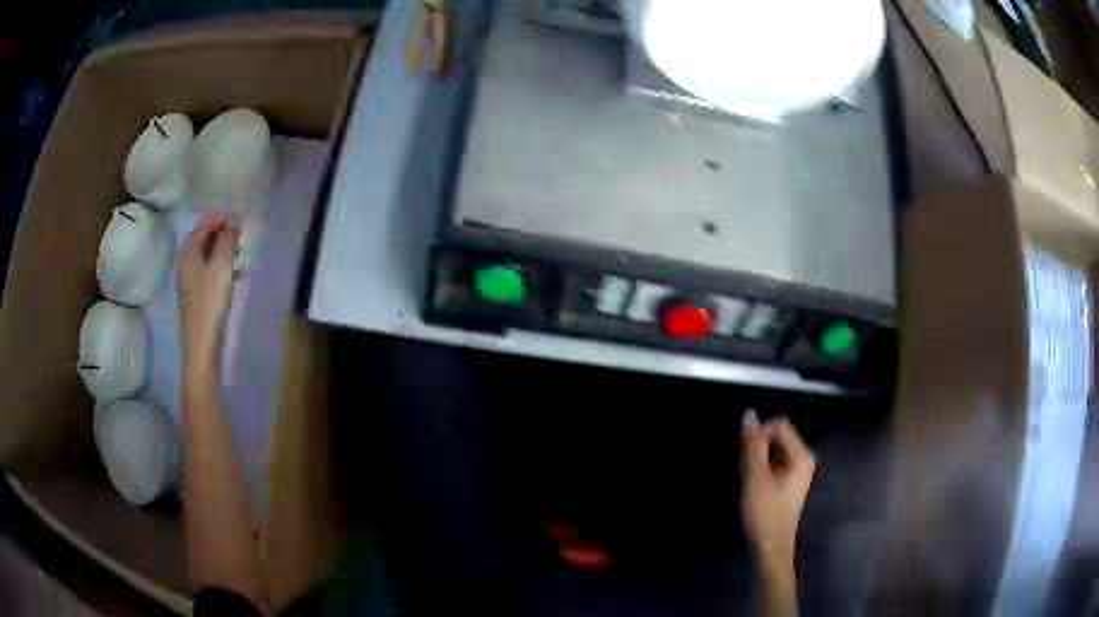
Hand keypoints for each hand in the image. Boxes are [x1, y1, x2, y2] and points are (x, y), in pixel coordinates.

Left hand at [178, 214, 239, 383]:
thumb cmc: (209, 304)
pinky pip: (211, 273)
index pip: (201, 229)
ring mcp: (192, 283)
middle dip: (220, 234)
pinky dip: (222, 268)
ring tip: (239, 251)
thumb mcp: (220, 269)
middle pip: (203, 242)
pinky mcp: (199, 297)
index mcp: (188, 257)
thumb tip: (231, 225)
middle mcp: (187, 267)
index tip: (234, 217)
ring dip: (222, 251)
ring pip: (208, 258)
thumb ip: (226, 244)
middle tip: (239, 233)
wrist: (202, 346)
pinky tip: (235, 275)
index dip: (216, 220)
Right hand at [741, 413, 815, 565]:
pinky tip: (752, 485)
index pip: (779, 425)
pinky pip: (774, 461)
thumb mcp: (755, 479)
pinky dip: (761, 468)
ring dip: (757, 459)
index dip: (759, 434)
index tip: (744, 457)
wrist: (771, 548)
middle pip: (777, 436)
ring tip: (747, 480)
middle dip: (757, 447)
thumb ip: (753, 446)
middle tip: (744, 471)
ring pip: (773, 449)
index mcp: (802, 456)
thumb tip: (748, 414)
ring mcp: (798, 470)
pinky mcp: (790, 480)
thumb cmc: (765, 514)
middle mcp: (804, 458)